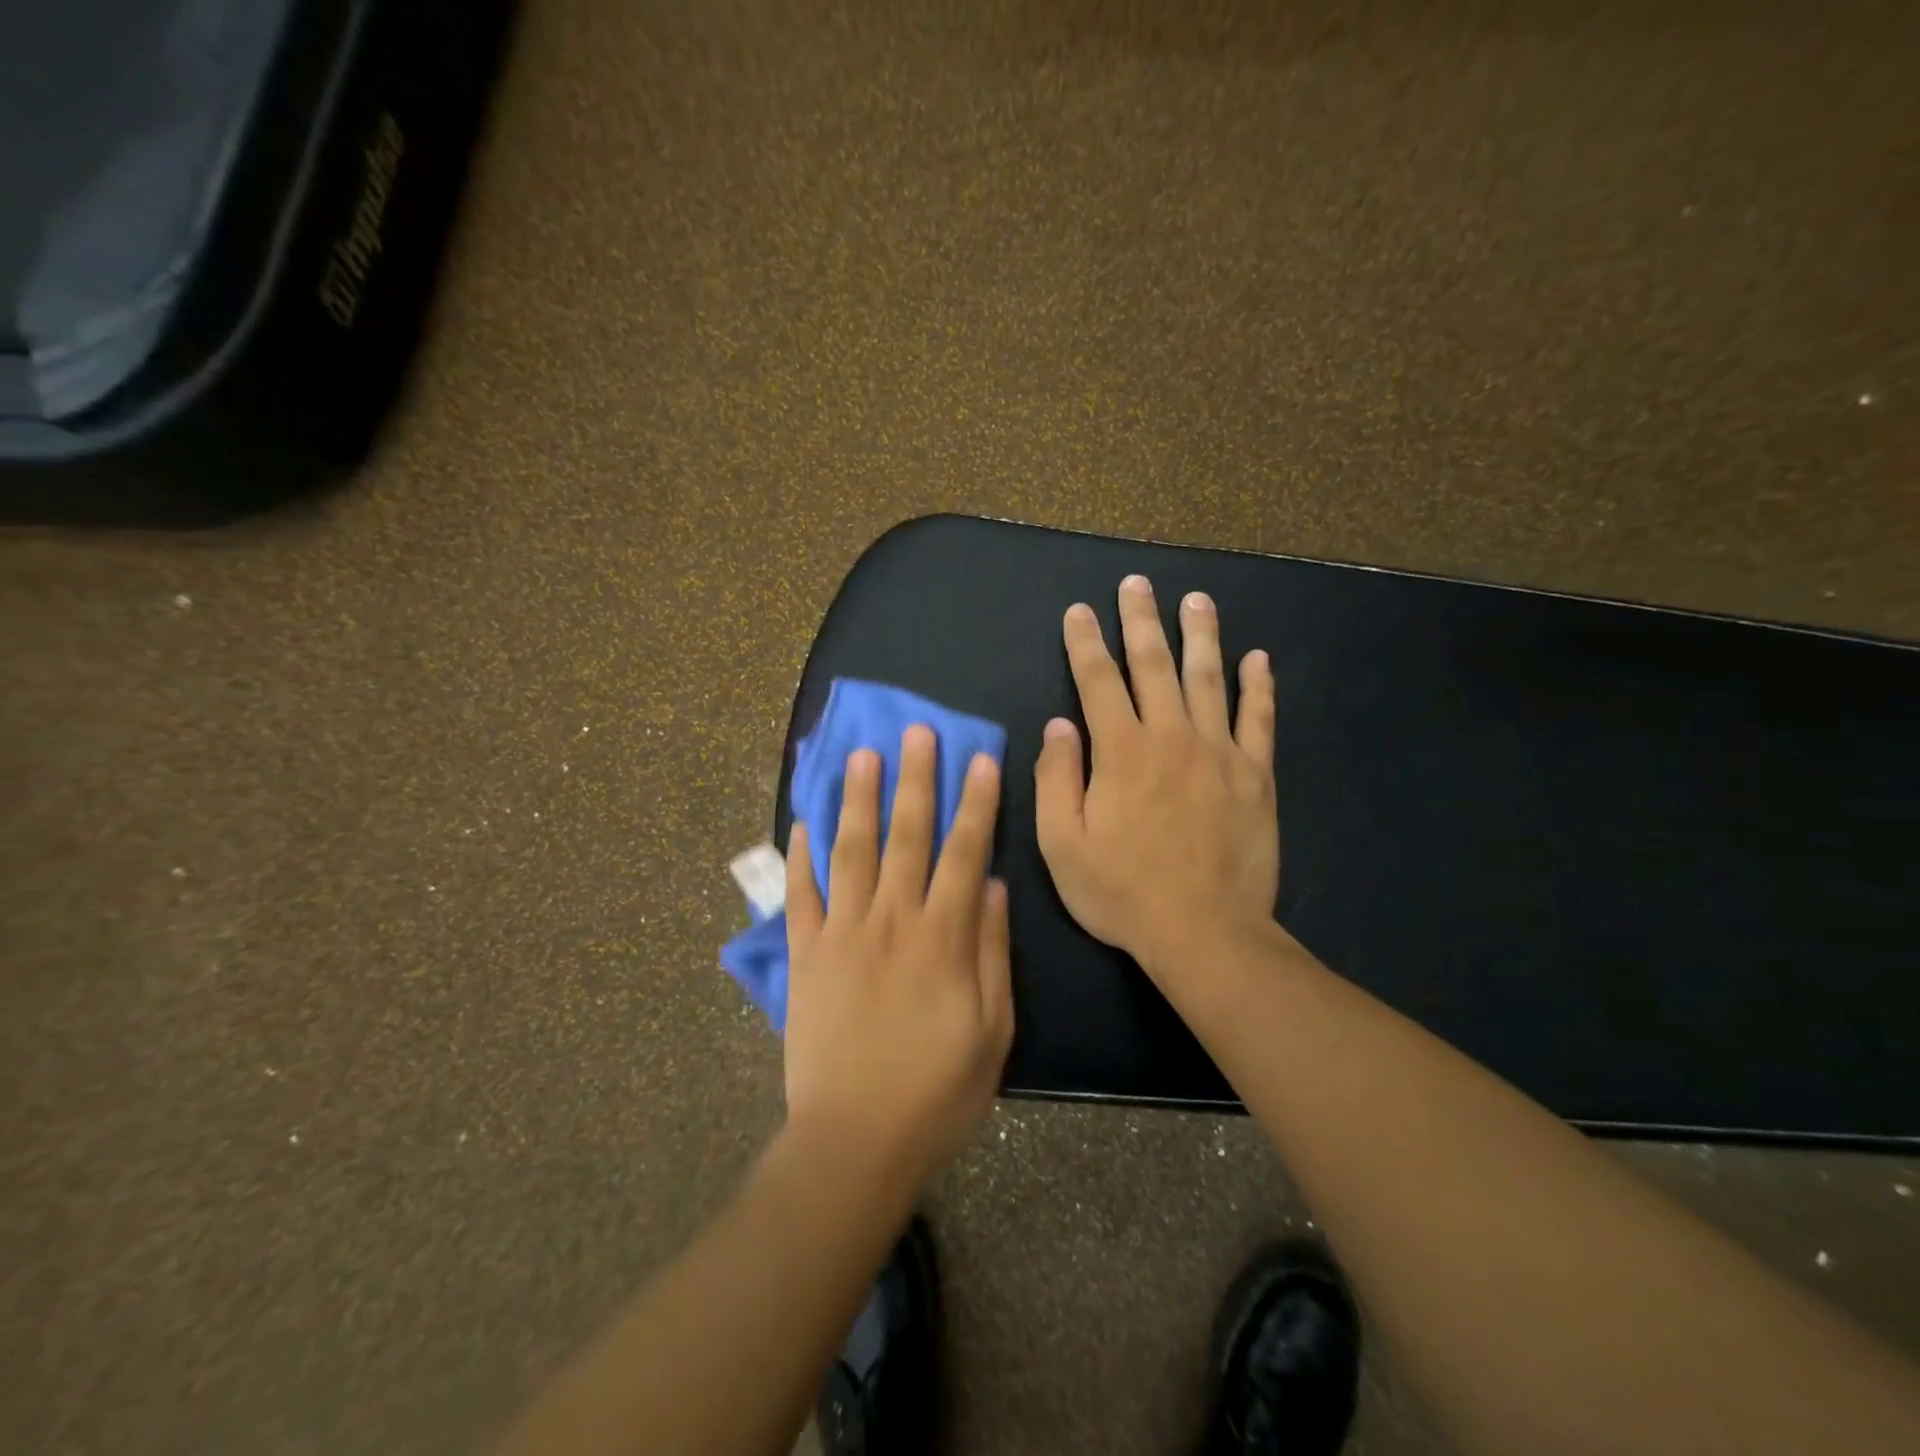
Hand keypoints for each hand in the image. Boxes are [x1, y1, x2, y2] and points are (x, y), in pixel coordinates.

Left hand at [783, 727, 1013, 1192]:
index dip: (975, 803)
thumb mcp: (993, 1031)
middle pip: (906, 836)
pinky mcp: (805, 956)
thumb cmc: (937, 1092)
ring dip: (857, 799)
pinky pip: (800, 896)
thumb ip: (992, 952)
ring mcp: (841, 934)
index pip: (963, 853)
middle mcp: (890, 921)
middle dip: (915, 779)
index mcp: (942, 938)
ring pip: (851, 851)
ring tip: (861, 754)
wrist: (854, 1142)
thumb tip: (991, 885)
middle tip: (916, 731)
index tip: (979, 758)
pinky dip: (799, 858)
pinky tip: (801, 822)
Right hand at [1035, 574, 1279, 981]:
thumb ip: (1057, 779)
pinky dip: (1259, 687)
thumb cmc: (1123, 892)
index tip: (1079, 611)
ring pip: (1209, 679)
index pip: (1098, 681)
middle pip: (1153, 664)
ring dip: (1200, 636)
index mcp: (1121, 751)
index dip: (1085, 643)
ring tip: (1196, 599)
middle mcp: (1171, 737)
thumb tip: (1058, 727)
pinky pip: (1259, 720)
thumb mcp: (1062, 845)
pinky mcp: (1256, 776)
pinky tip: (1259, 658)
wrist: (1204, 932)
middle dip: (1140, 620)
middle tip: (1136, 584)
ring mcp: (1220, 752)